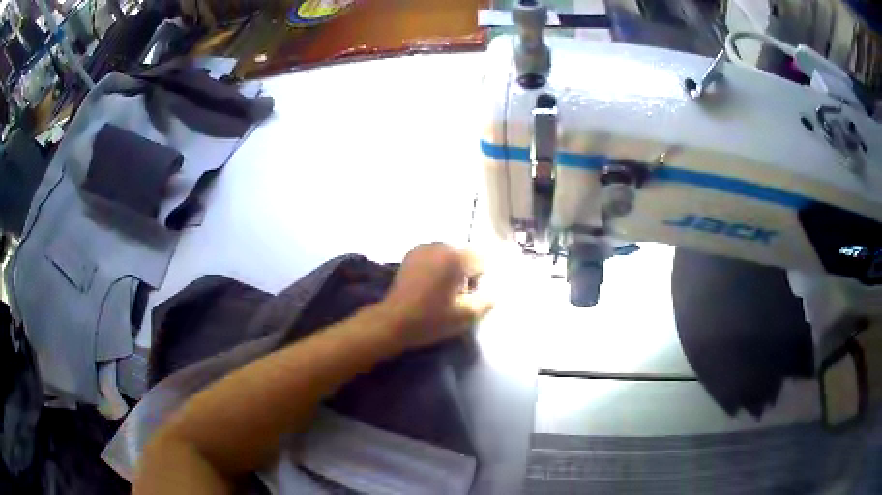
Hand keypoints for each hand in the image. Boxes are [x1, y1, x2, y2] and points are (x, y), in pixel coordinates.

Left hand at [380, 243, 493, 350]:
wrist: (393, 322)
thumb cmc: (431, 319)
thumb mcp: (466, 316)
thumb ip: (486, 301)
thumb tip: (493, 292)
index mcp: (455, 258)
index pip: (481, 261)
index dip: (478, 281)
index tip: (466, 297)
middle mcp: (440, 246)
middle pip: (464, 256)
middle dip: (464, 273)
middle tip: (454, 296)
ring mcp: (423, 248)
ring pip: (449, 256)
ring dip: (449, 270)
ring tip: (439, 292)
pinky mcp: (410, 255)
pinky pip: (433, 257)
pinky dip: (435, 268)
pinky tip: (427, 286)